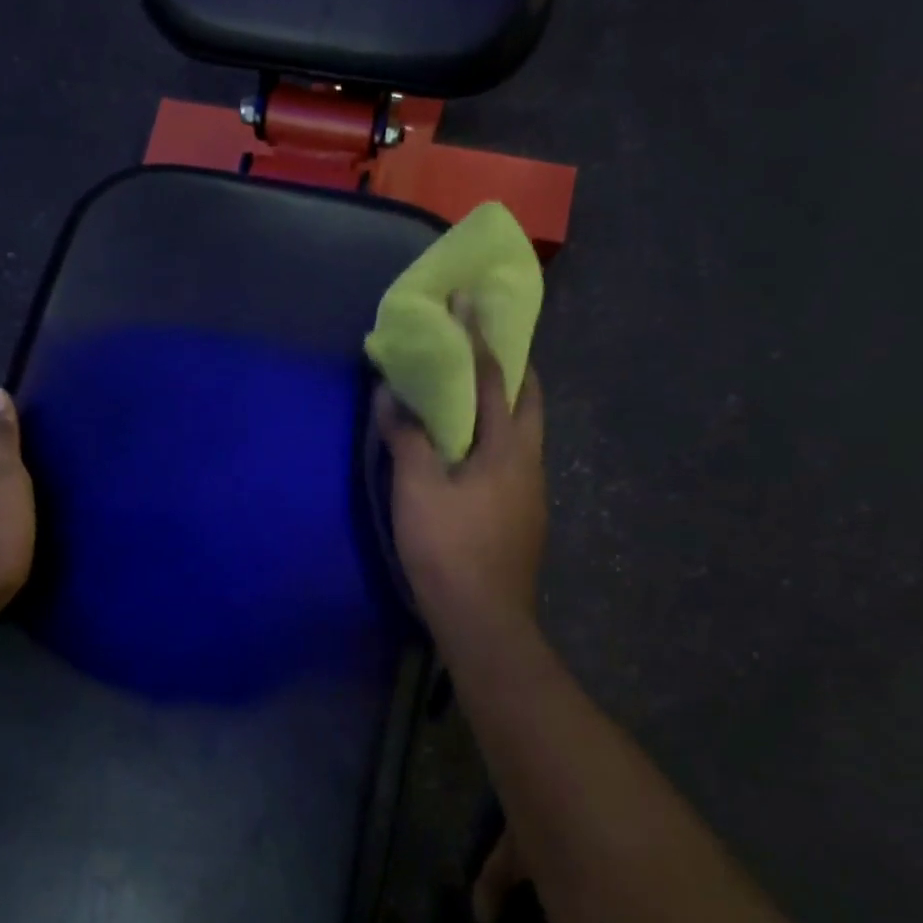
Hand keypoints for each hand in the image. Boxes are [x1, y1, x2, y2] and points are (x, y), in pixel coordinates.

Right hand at [377, 315, 545, 639]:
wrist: (484, 621)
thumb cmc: (449, 548)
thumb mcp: (417, 489)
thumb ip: (406, 437)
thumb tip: (390, 394)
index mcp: (508, 447)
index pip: (494, 378)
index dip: (479, 337)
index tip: (469, 302)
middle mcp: (530, 461)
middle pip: (528, 401)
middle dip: (511, 367)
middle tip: (486, 345)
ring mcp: (532, 491)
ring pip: (525, 431)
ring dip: (505, 403)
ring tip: (475, 392)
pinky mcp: (524, 515)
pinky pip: (515, 457)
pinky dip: (498, 436)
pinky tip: (474, 451)